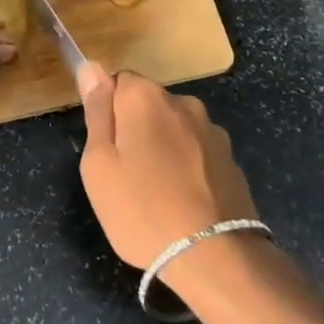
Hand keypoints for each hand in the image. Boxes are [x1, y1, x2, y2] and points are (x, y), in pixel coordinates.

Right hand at [77, 64, 259, 270]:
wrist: (213, 256)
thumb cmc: (141, 209)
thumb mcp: (99, 163)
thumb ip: (97, 111)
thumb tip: (92, 67)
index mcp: (146, 98)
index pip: (118, 81)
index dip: (107, 111)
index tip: (105, 148)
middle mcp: (183, 103)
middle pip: (148, 105)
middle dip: (135, 130)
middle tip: (124, 176)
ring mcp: (212, 131)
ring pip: (174, 129)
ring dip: (163, 149)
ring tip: (156, 194)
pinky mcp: (231, 160)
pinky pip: (197, 153)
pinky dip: (187, 168)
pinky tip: (183, 202)